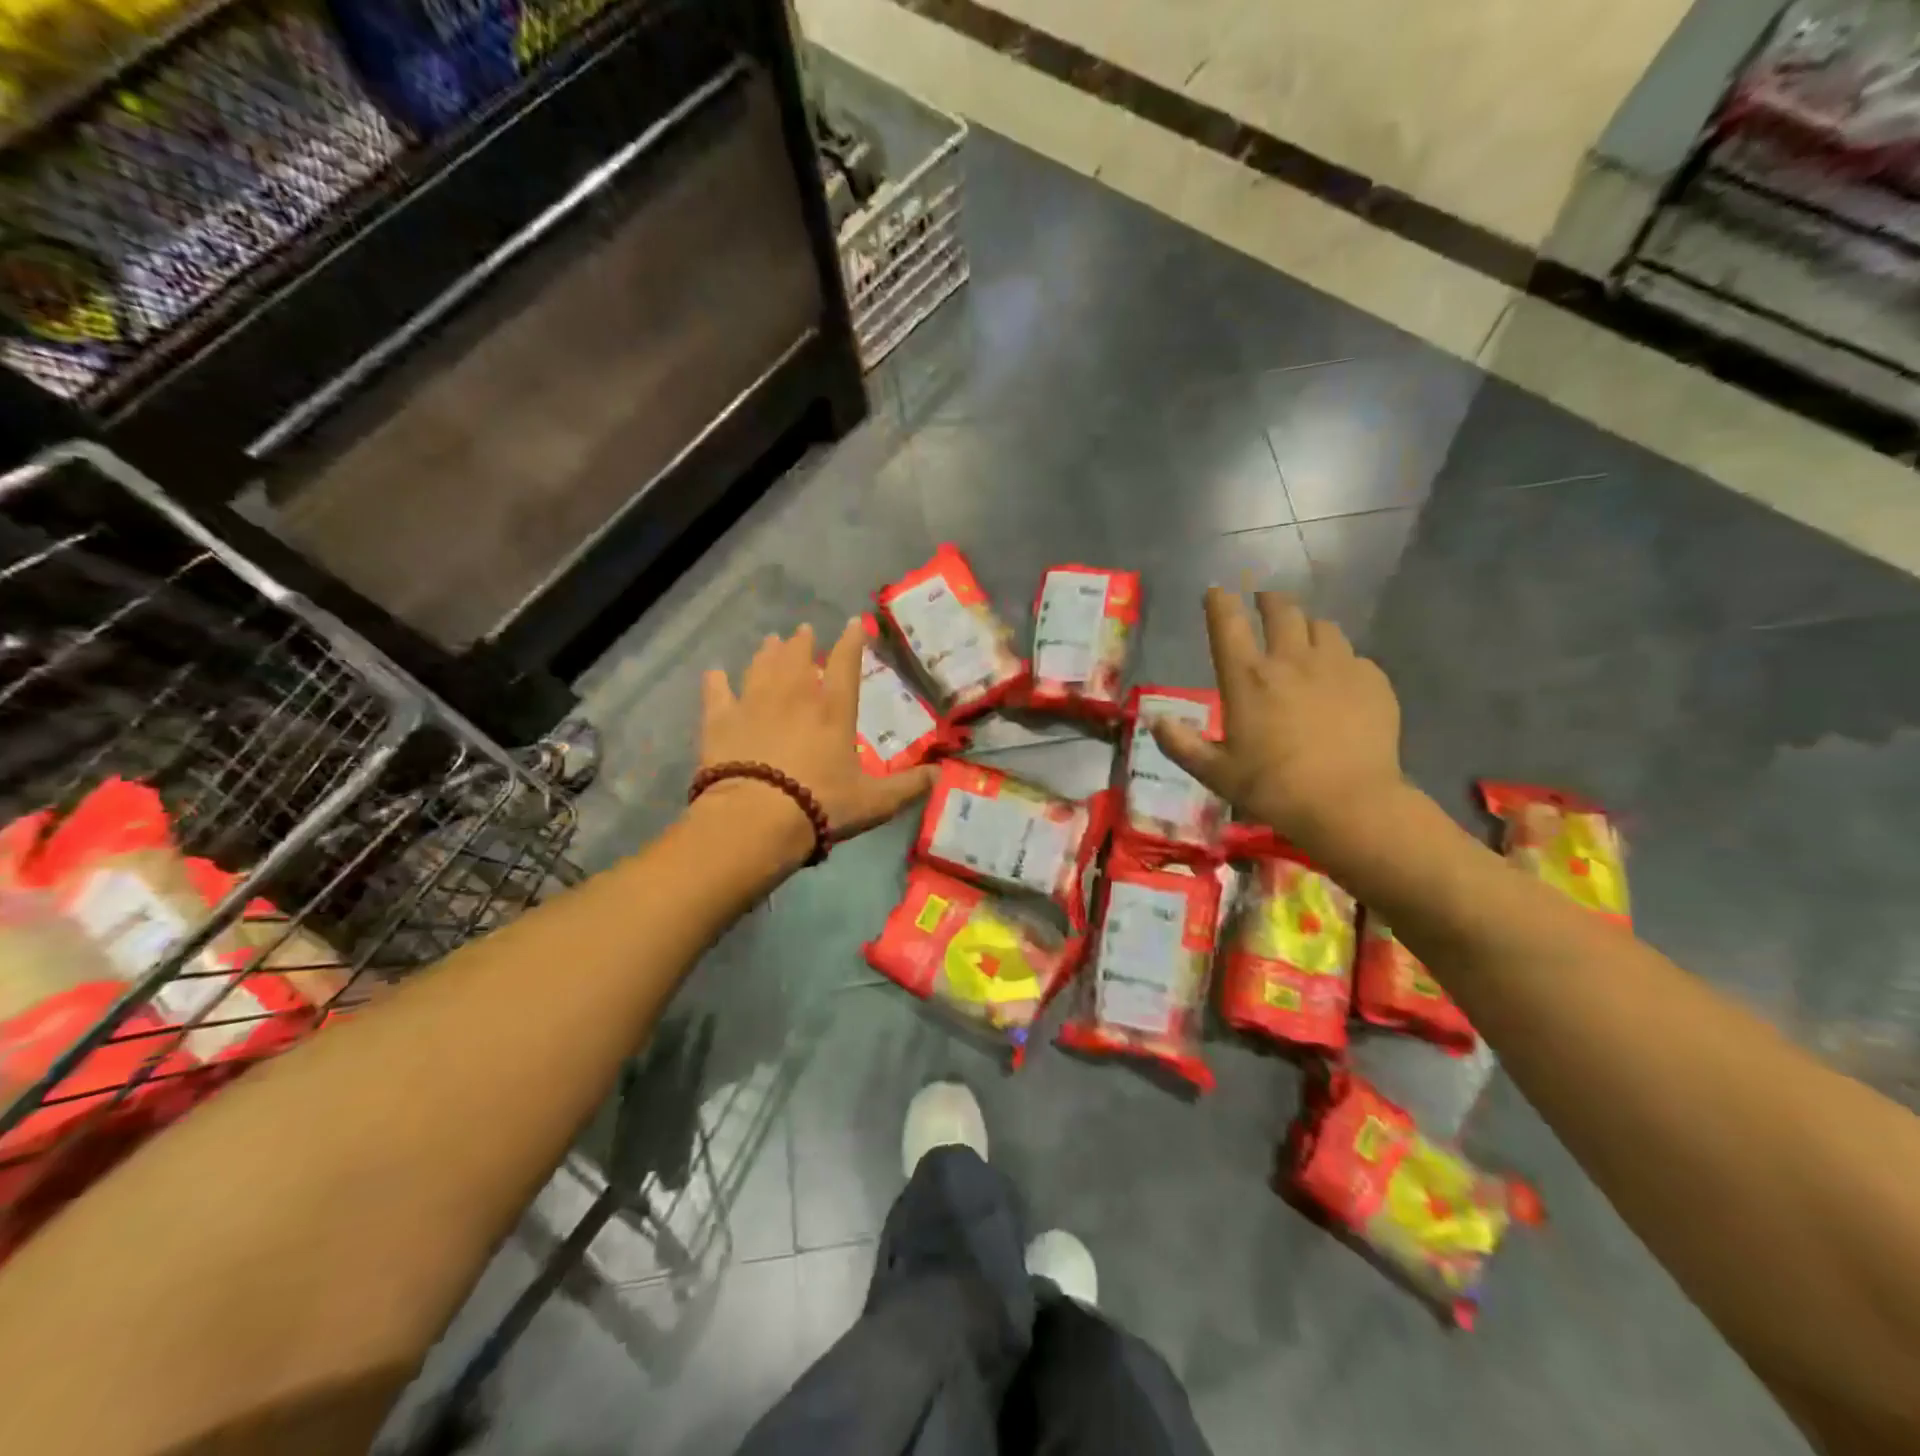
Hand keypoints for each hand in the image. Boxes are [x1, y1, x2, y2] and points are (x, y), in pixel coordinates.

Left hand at [697, 620, 936, 851]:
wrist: (756, 818)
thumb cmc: (820, 805)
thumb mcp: (875, 802)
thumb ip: (909, 786)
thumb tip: (942, 773)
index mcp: (833, 710)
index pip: (845, 664)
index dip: (851, 641)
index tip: (853, 623)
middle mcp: (794, 696)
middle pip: (798, 657)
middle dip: (802, 641)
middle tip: (803, 631)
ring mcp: (754, 703)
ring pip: (761, 666)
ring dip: (767, 652)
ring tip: (770, 641)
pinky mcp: (720, 720)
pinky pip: (717, 692)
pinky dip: (716, 681)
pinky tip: (715, 673)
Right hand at [1152, 588, 1403, 850]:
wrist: (1349, 803)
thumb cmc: (1273, 788)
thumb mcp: (1215, 773)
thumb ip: (1181, 745)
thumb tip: (1155, 721)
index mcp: (1247, 678)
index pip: (1227, 623)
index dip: (1219, 602)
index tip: (1216, 591)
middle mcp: (1291, 660)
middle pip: (1281, 610)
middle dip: (1269, 600)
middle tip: (1264, 601)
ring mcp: (1337, 666)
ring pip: (1322, 626)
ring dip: (1307, 626)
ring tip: (1305, 637)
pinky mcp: (1372, 681)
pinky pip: (1354, 656)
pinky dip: (1341, 660)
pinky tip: (1339, 679)